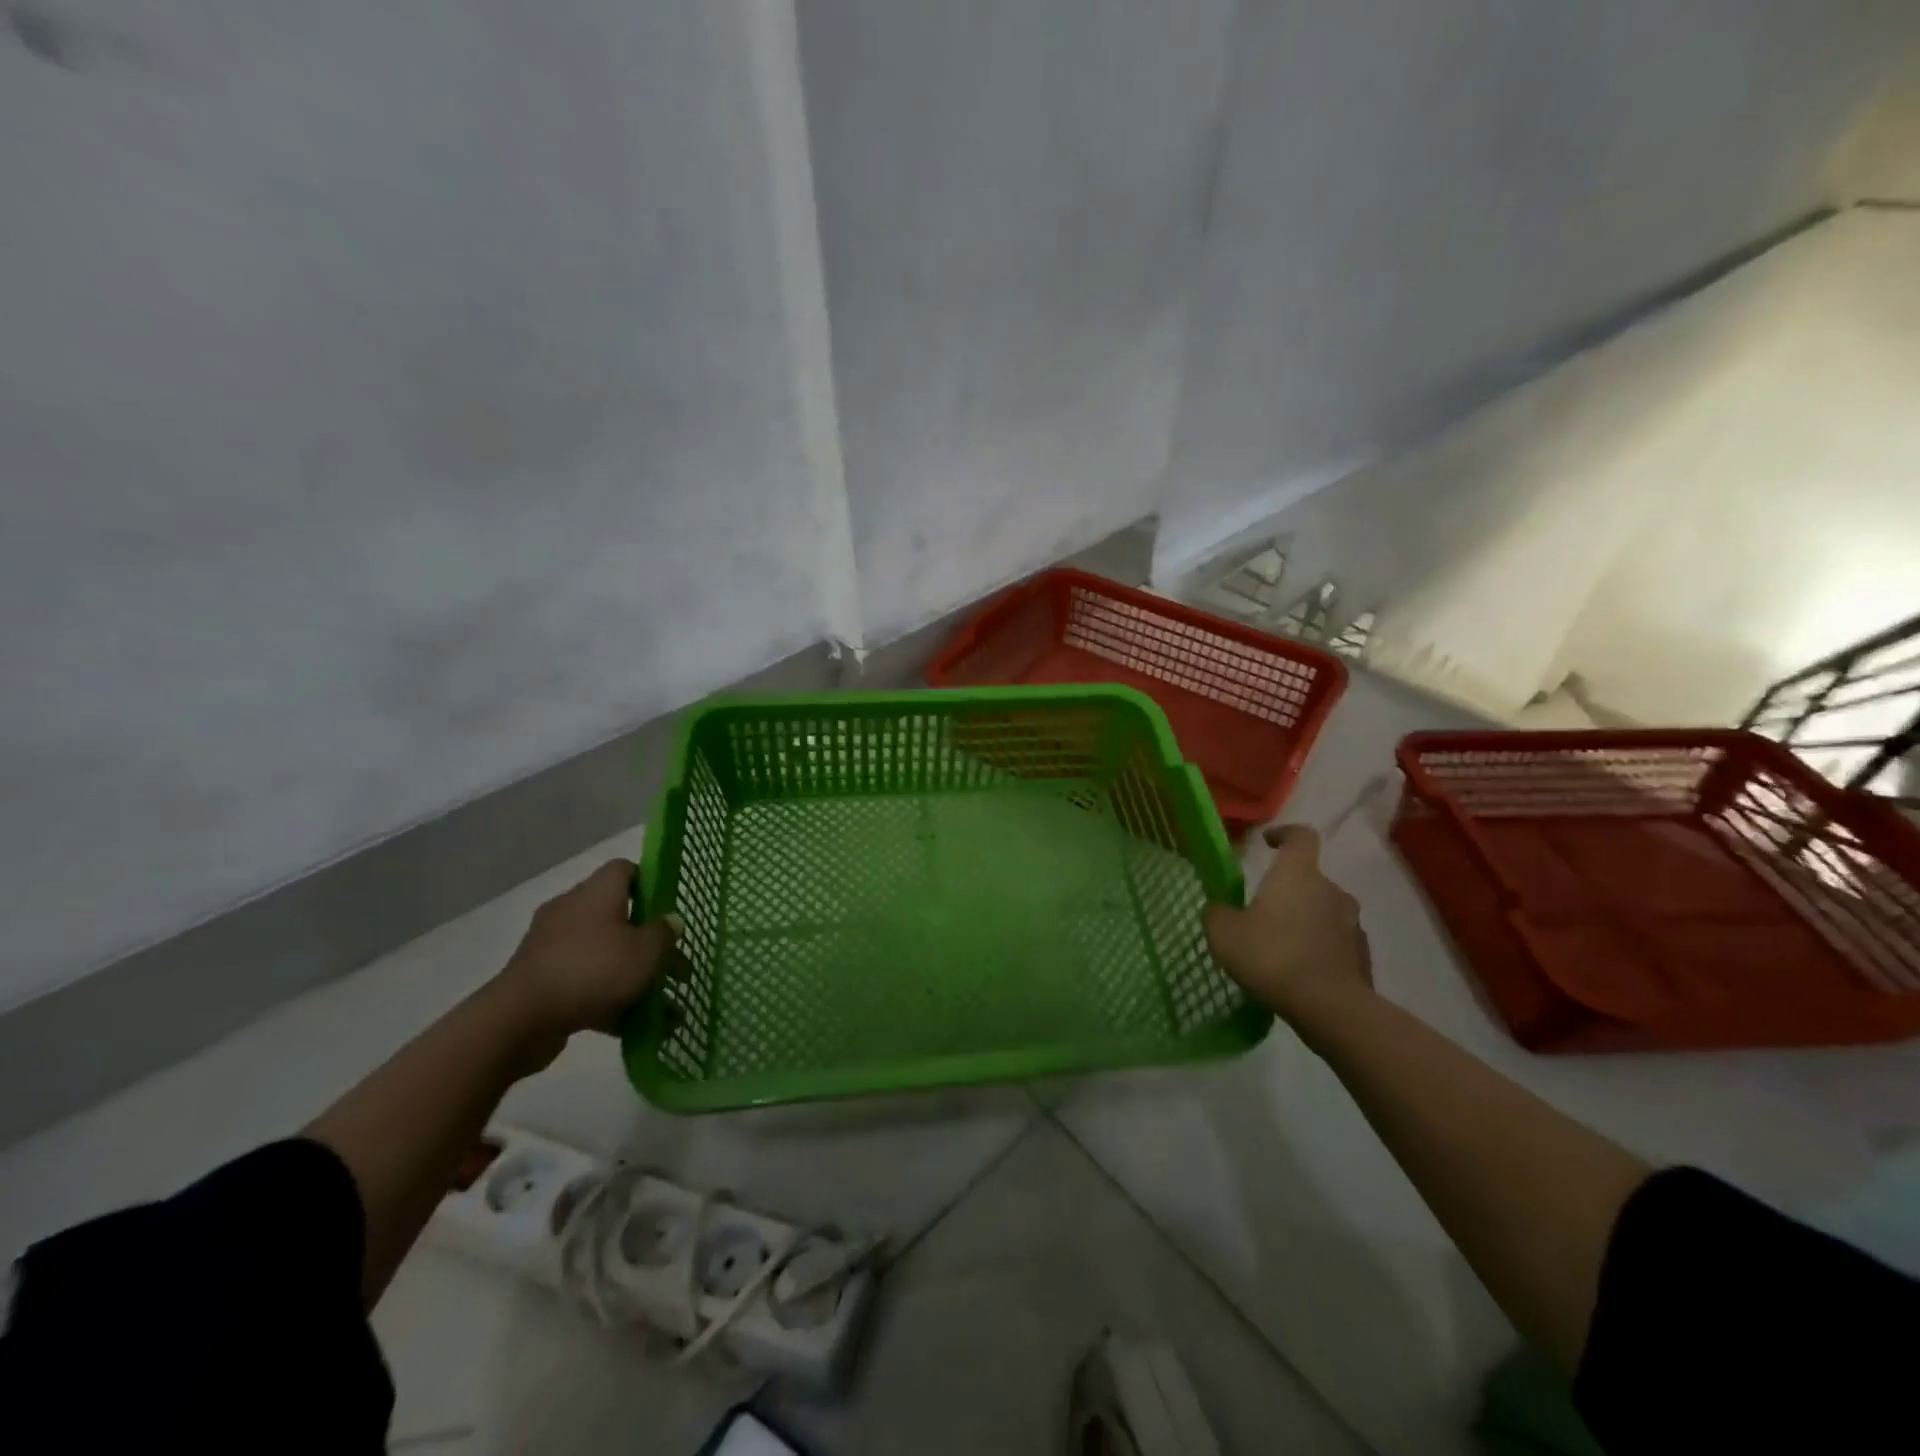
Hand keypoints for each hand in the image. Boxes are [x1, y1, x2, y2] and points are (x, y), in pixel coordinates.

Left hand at [497, 860, 678, 1043]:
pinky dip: (608, 1000)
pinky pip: (585, 982)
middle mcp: (572, 911)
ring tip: (662, 1007)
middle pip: (618, 916)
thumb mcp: (646, 951)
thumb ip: (664, 934)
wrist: (519, 1020)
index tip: (668, 910)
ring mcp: (552, 946)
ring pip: (603, 954)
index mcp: (597, 892)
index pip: (624, 870)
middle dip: (649, 944)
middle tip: (675, 968)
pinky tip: (633, 1027)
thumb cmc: (593, 970)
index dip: (650, 884)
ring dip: (632, 976)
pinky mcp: (541, 980)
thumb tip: (670, 921)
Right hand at [1205, 825, 1371, 1020]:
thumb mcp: (1224, 934)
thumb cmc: (1273, 957)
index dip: (1285, 834)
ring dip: (1304, 921)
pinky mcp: (1362, 955)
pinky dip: (1318, 948)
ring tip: (1280, 948)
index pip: (1301, 836)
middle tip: (1261, 913)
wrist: (1331, 1009)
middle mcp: (1331, 890)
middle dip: (1287, 891)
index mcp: (1298, 875)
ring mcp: (1352, 923)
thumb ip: (1218, 913)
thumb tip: (1220, 908)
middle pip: (1309, 879)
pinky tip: (1299, 971)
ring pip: (1323, 911)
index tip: (1268, 843)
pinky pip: (1335, 941)